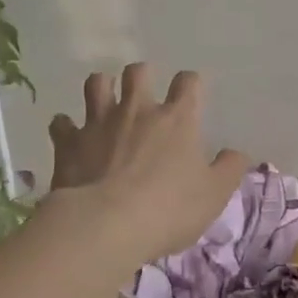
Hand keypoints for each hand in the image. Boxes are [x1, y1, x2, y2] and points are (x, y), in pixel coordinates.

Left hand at [48, 65, 249, 266]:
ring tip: (105, 101)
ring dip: (102, 87)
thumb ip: (229, 169)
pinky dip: (66, 126)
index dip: (191, 84)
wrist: (105, 225)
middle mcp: (137, 110)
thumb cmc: (168, 209)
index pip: (188, 83)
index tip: (191, 94)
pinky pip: (61, 123)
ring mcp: (99, 123)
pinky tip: (69, 135)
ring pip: (97, 84)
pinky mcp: (69, 142)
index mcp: (177, 119)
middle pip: (138, 72)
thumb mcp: (214, 195)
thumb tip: (236, 153)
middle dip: (141, 76)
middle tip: (143, 94)